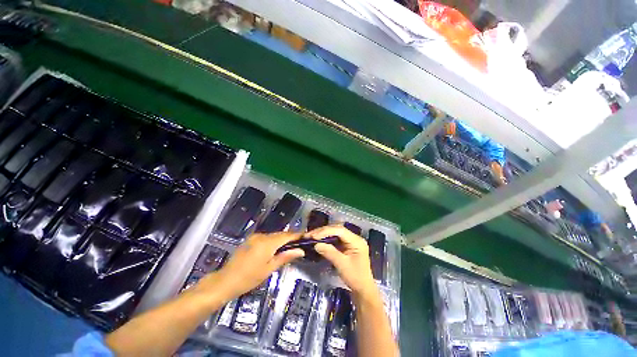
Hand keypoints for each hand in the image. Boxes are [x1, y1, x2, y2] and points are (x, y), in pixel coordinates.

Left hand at [198, 232, 303, 301]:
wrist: (225, 280)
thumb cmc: (249, 278)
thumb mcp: (269, 269)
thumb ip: (285, 257)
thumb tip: (300, 251)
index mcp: (268, 242)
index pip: (287, 235)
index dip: (297, 235)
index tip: (306, 236)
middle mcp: (262, 236)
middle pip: (281, 234)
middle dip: (290, 238)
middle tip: (299, 244)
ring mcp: (255, 237)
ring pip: (274, 235)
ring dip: (282, 240)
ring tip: (290, 247)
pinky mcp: (251, 239)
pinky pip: (267, 237)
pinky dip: (274, 241)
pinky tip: (276, 249)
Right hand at [307, 225, 376, 296]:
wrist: (363, 289)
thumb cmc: (355, 277)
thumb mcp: (342, 265)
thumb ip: (329, 252)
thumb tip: (316, 244)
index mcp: (356, 241)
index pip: (339, 230)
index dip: (326, 231)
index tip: (314, 236)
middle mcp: (354, 238)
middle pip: (337, 229)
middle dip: (323, 231)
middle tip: (310, 235)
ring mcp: (350, 241)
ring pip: (335, 233)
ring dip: (323, 234)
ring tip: (312, 236)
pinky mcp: (347, 245)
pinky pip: (335, 239)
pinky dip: (326, 239)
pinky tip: (319, 240)